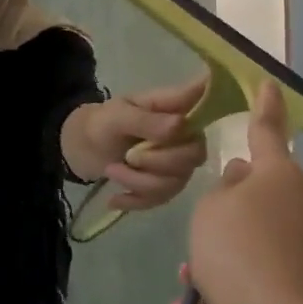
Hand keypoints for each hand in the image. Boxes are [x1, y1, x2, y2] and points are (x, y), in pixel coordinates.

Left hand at [65, 77, 208, 208]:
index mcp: (177, 109)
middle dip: (157, 161)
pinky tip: (114, 198)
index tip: (200, 120)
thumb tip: (180, 126)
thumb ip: (147, 121)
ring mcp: (179, 163)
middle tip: (128, 156)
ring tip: (111, 170)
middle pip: (194, 156)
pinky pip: (161, 199)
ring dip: (138, 181)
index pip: (208, 103)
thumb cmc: (104, 123)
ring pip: (175, 182)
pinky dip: (134, 200)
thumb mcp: (118, 116)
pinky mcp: (166, 186)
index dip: (217, 104)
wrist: (85, 148)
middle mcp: (186, 136)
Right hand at [186, 83, 302, 303]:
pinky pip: (268, 271)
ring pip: (259, 239)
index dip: (264, 106)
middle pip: (259, 196)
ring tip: (191, 290)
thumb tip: (243, 180)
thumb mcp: (210, 210)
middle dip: (227, 217)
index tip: (269, 83)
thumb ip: (224, 190)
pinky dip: (239, 284)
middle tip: (197, 244)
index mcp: (279, 176)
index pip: (267, 131)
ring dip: (225, 257)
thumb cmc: (235, 250)